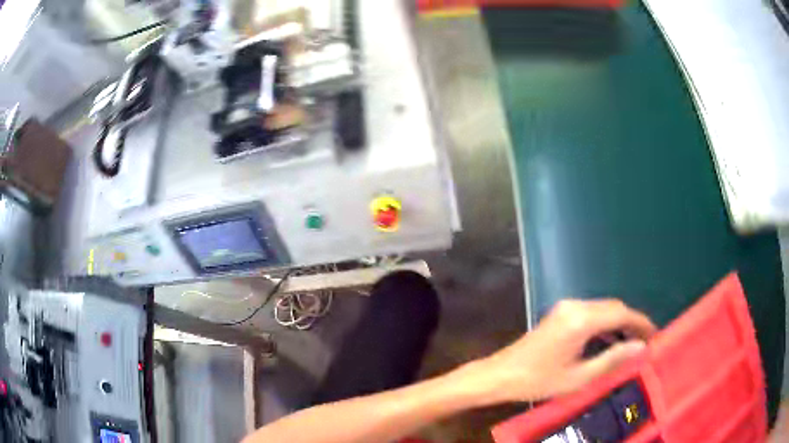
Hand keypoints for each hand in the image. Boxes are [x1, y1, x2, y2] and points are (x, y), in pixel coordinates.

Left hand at [466, 299, 655, 404]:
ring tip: (632, 343)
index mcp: (581, 320)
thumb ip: (612, 359)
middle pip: (613, 308)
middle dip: (632, 322)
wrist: (500, 375)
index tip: (655, 334)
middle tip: (645, 341)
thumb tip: (641, 348)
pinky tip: (611, 341)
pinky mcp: (561, 313)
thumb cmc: (538, 380)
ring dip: (619, 323)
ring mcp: (566, 307)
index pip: (621, 314)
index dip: (640, 323)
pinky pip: (591, 313)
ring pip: (603, 309)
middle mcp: (575, 306)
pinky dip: (605, 324)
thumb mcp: (579, 377)